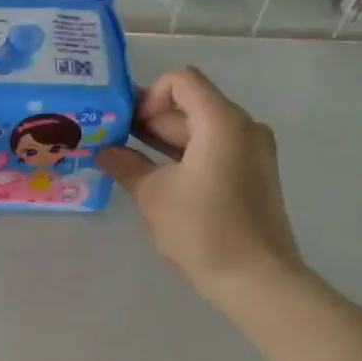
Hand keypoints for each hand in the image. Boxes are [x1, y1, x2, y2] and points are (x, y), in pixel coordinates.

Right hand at [96, 66, 302, 301]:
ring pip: (201, 129)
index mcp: (222, 121)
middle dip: (150, 119)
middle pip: (190, 105)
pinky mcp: (252, 174)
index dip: (148, 95)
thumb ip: (126, 164)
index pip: (181, 81)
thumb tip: (104, 151)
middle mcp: (243, 127)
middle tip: (113, 140)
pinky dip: (185, 155)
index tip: (126, 126)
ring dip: (164, 139)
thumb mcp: (154, 195)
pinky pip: (214, 150)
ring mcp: (252, 151)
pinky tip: (156, 176)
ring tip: (127, 158)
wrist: (257, 279)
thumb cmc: (203, 229)